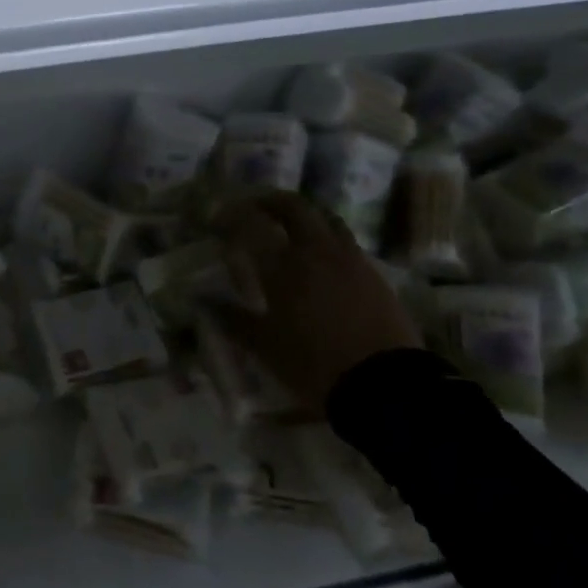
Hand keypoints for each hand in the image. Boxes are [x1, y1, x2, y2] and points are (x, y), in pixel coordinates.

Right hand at [214, 191, 421, 418]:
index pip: (251, 225)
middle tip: (253, 208)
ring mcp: (349, 259)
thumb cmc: (313, 364)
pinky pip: (345, 241)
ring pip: (325, 218)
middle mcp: (315, 251)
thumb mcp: (265, 346)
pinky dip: (326, 237)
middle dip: (270, 202)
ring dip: (304, 214)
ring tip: (289, 225)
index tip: (216, 219)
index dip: (231, 216)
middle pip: (293, 207)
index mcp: (283, 266)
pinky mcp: (373, 274)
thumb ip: (233, 319)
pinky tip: (320, 258)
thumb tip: (203, 301)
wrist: (384, 385)